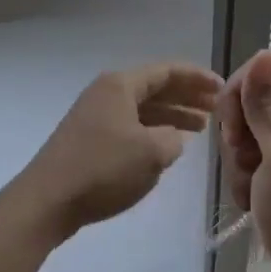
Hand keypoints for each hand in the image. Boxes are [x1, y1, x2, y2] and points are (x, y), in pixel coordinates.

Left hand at [21, 62, 221, 239]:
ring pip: (143, 109)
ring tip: (200, 128)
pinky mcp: (89, 139)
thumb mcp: (151, 153)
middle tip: (216, 108)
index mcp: (120, 85)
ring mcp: (95, 116)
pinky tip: (168, 145)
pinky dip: (153, 131)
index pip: (166, 71)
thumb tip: (172, 137)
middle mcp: (107, 93)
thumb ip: (173, 139)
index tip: (223, 88)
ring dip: (172, 115)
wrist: (48, 200)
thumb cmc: (102, 169)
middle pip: (155, 88)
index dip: (197, 78)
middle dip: (186, 96)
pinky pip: (131, 126)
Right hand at [217, 50, 270, 271]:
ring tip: (254, 187)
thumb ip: (268, 105)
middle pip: (248, 99)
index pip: (261, 72)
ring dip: (238, 161)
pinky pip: (247, 152)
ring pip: (242, 128)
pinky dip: (244, 175)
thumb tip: (266, 50)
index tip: (239, 137)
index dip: (239, 99)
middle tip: (250, 165)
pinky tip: (254, 197)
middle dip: (238, 136)